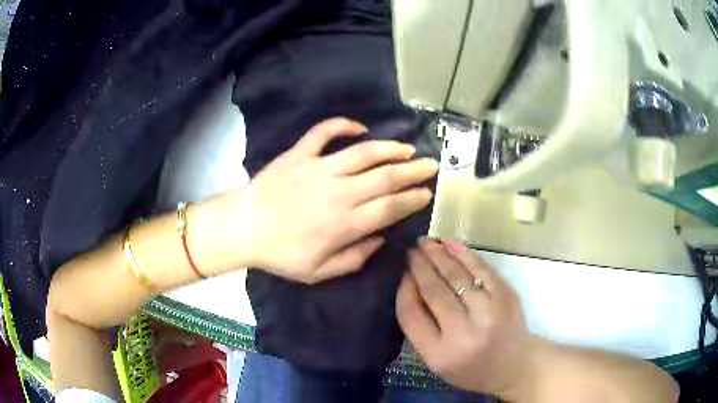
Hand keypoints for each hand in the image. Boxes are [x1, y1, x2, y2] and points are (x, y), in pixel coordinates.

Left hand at [226, 118, 437, 282]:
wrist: (243, 228)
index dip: (412, 199)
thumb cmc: (280, 254)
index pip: (389, 207)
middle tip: (432, 165)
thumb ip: (354, 258)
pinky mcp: (300, 154)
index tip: (427, 192)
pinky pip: (324, 132)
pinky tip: (360, 127)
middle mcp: (338, 192)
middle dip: (413, 171)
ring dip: (390, 148)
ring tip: (408, 148)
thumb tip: (380, 240)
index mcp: (344, 223)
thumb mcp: (318, 271)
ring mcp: (319, 168)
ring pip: (363, 153)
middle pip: (385, 178)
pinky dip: (343, 125)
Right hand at [396, 239, 532, 396]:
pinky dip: (464, 254)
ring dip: (438, 256)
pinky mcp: (506, 297)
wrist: (516, 365)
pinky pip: (481, 270)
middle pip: (434, 291)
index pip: (411, 315)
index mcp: (440, 354)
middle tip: (410, 251)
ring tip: (425, 243)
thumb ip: (421, 329)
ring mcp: (489, 313)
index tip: (400, 272)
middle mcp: (464, 334)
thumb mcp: (437, 361)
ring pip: (457, 276)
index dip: (403, 289)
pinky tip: (450, 244)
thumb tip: (409, 286)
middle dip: (419, 266)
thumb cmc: (472, 369)